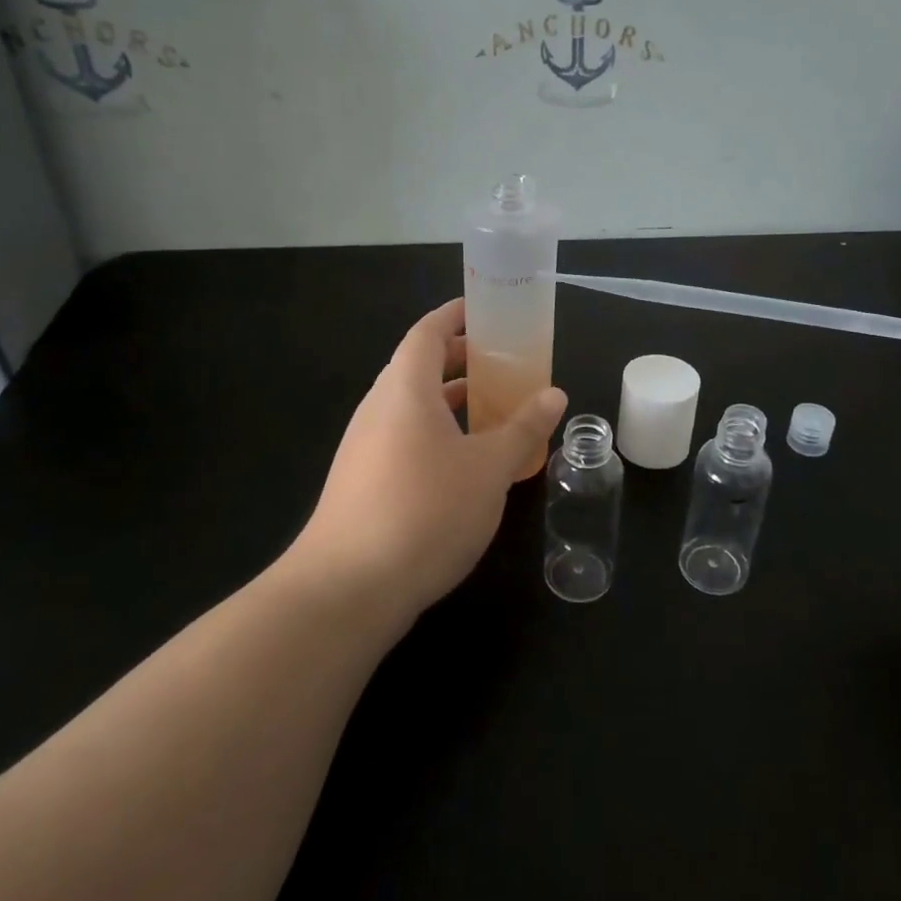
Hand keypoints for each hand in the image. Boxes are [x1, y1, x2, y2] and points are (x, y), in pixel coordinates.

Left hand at [293, 299, 566, 619]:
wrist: (347, 589)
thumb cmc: (425, 511)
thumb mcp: (488, 469)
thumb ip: (523, 428)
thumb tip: (554, 394)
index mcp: (405, 389)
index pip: (427, 333)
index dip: (455, 316)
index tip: (486, 310)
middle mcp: (378, 409)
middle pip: (418, 367)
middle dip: (461, 360)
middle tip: (504, 363)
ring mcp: (364, 447)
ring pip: (412, 407)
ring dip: (451, 401)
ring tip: (493, 410)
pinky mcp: (362, 482)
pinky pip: (404, 438)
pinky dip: (437, 434)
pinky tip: (465, 464)